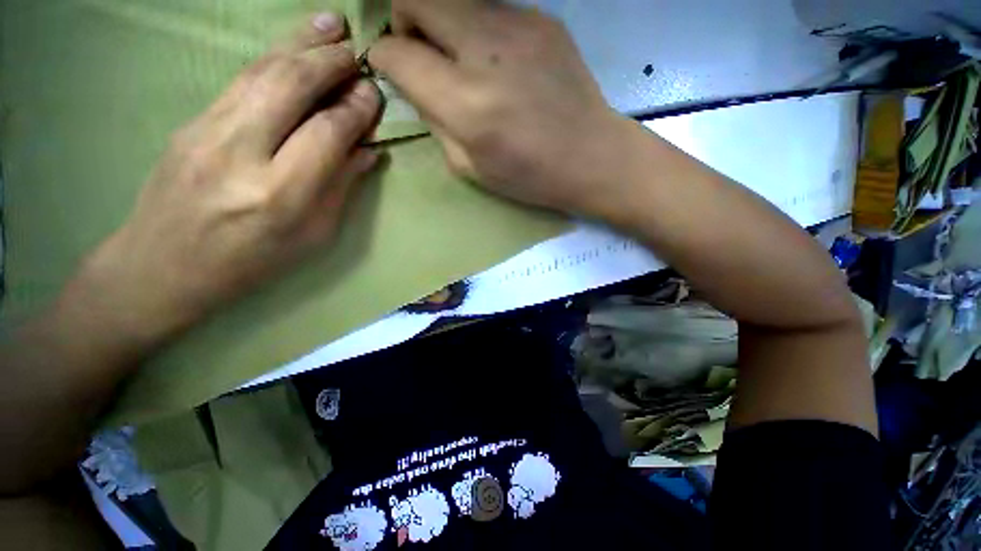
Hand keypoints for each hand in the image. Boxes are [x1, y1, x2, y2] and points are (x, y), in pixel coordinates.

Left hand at [81, 13, 381, 341]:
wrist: (163, 265)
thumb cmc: (252, 261)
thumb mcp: (314, 236)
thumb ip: (342, 188)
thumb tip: (368, 151)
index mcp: (281, 194)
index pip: (327, 133)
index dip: (356, 109)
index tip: (374, 95)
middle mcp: (241, 153)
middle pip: (290, 87)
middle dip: (329, 62)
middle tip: (358, 50)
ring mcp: (207, 130)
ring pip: (262, 71)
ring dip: (301, 43)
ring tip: (331, 25)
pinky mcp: (190, 121)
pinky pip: (241, 79)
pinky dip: (273, 56)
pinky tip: (292, 45)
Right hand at [369, 0, 632, 216]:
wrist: (591, 156)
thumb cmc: (529, 176)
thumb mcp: (469, 167)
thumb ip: (435, 122)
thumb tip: (416, 85)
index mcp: (466, 104)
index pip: (397, 54)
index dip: (383, 58)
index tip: (389, 67)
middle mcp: (486, 53)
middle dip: (405, 20)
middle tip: (420, 53)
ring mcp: (519, 26)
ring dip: (443, 22)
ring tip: (461, 60)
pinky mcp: (543, 19)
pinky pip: (491, 10)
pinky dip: (479, 30)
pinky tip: (499, 63)